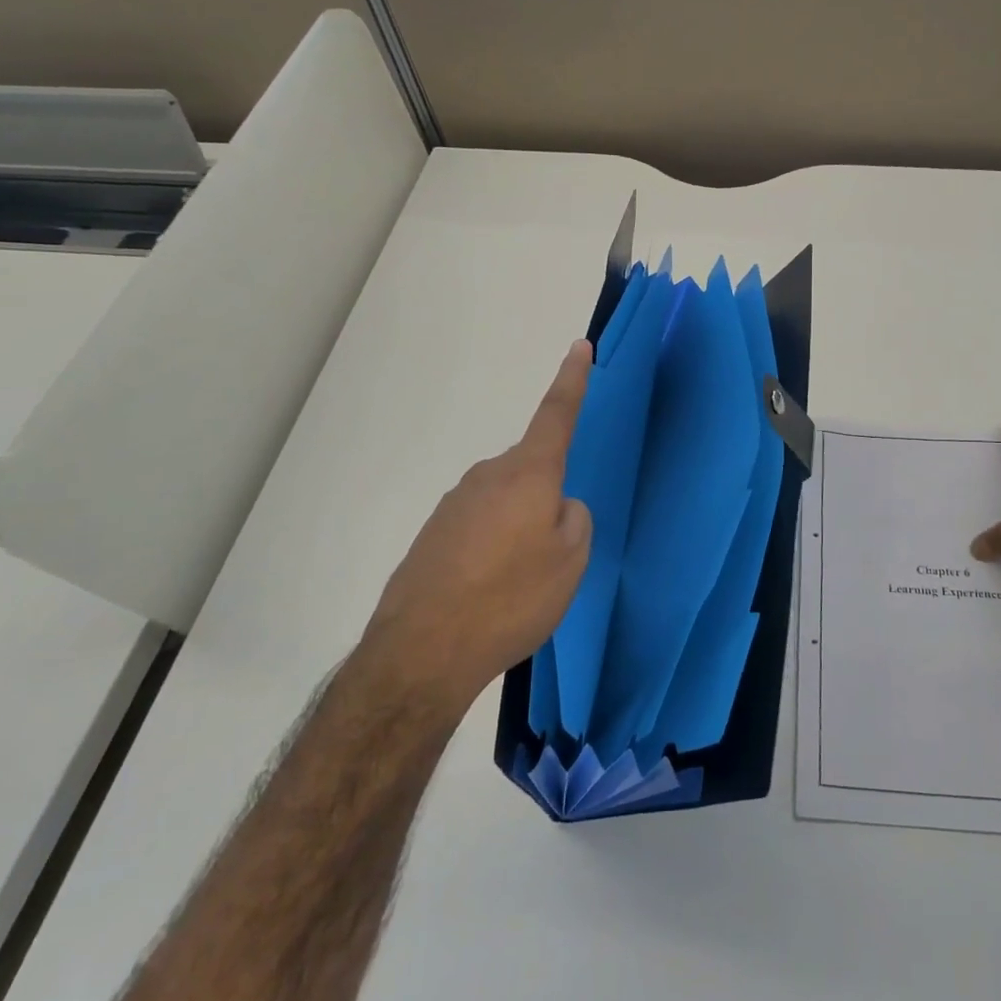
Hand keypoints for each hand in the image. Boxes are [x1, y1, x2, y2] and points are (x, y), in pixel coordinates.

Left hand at [361, 341, 594, 717]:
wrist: (422, 653)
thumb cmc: (511, 599)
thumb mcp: (570, 562)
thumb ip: (574, 520)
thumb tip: (557, 507)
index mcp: (529, 474)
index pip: (556, 414)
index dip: (572, 380)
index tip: (579, 347)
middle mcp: (488, 476)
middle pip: (532, 471)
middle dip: (547, 497)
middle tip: (553, 553)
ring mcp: (454, 503)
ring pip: (505, 502)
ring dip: (517, 529)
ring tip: (517, 584)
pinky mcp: (432, 533)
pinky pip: (477, 527)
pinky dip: (490, 549)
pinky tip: (486, 591)